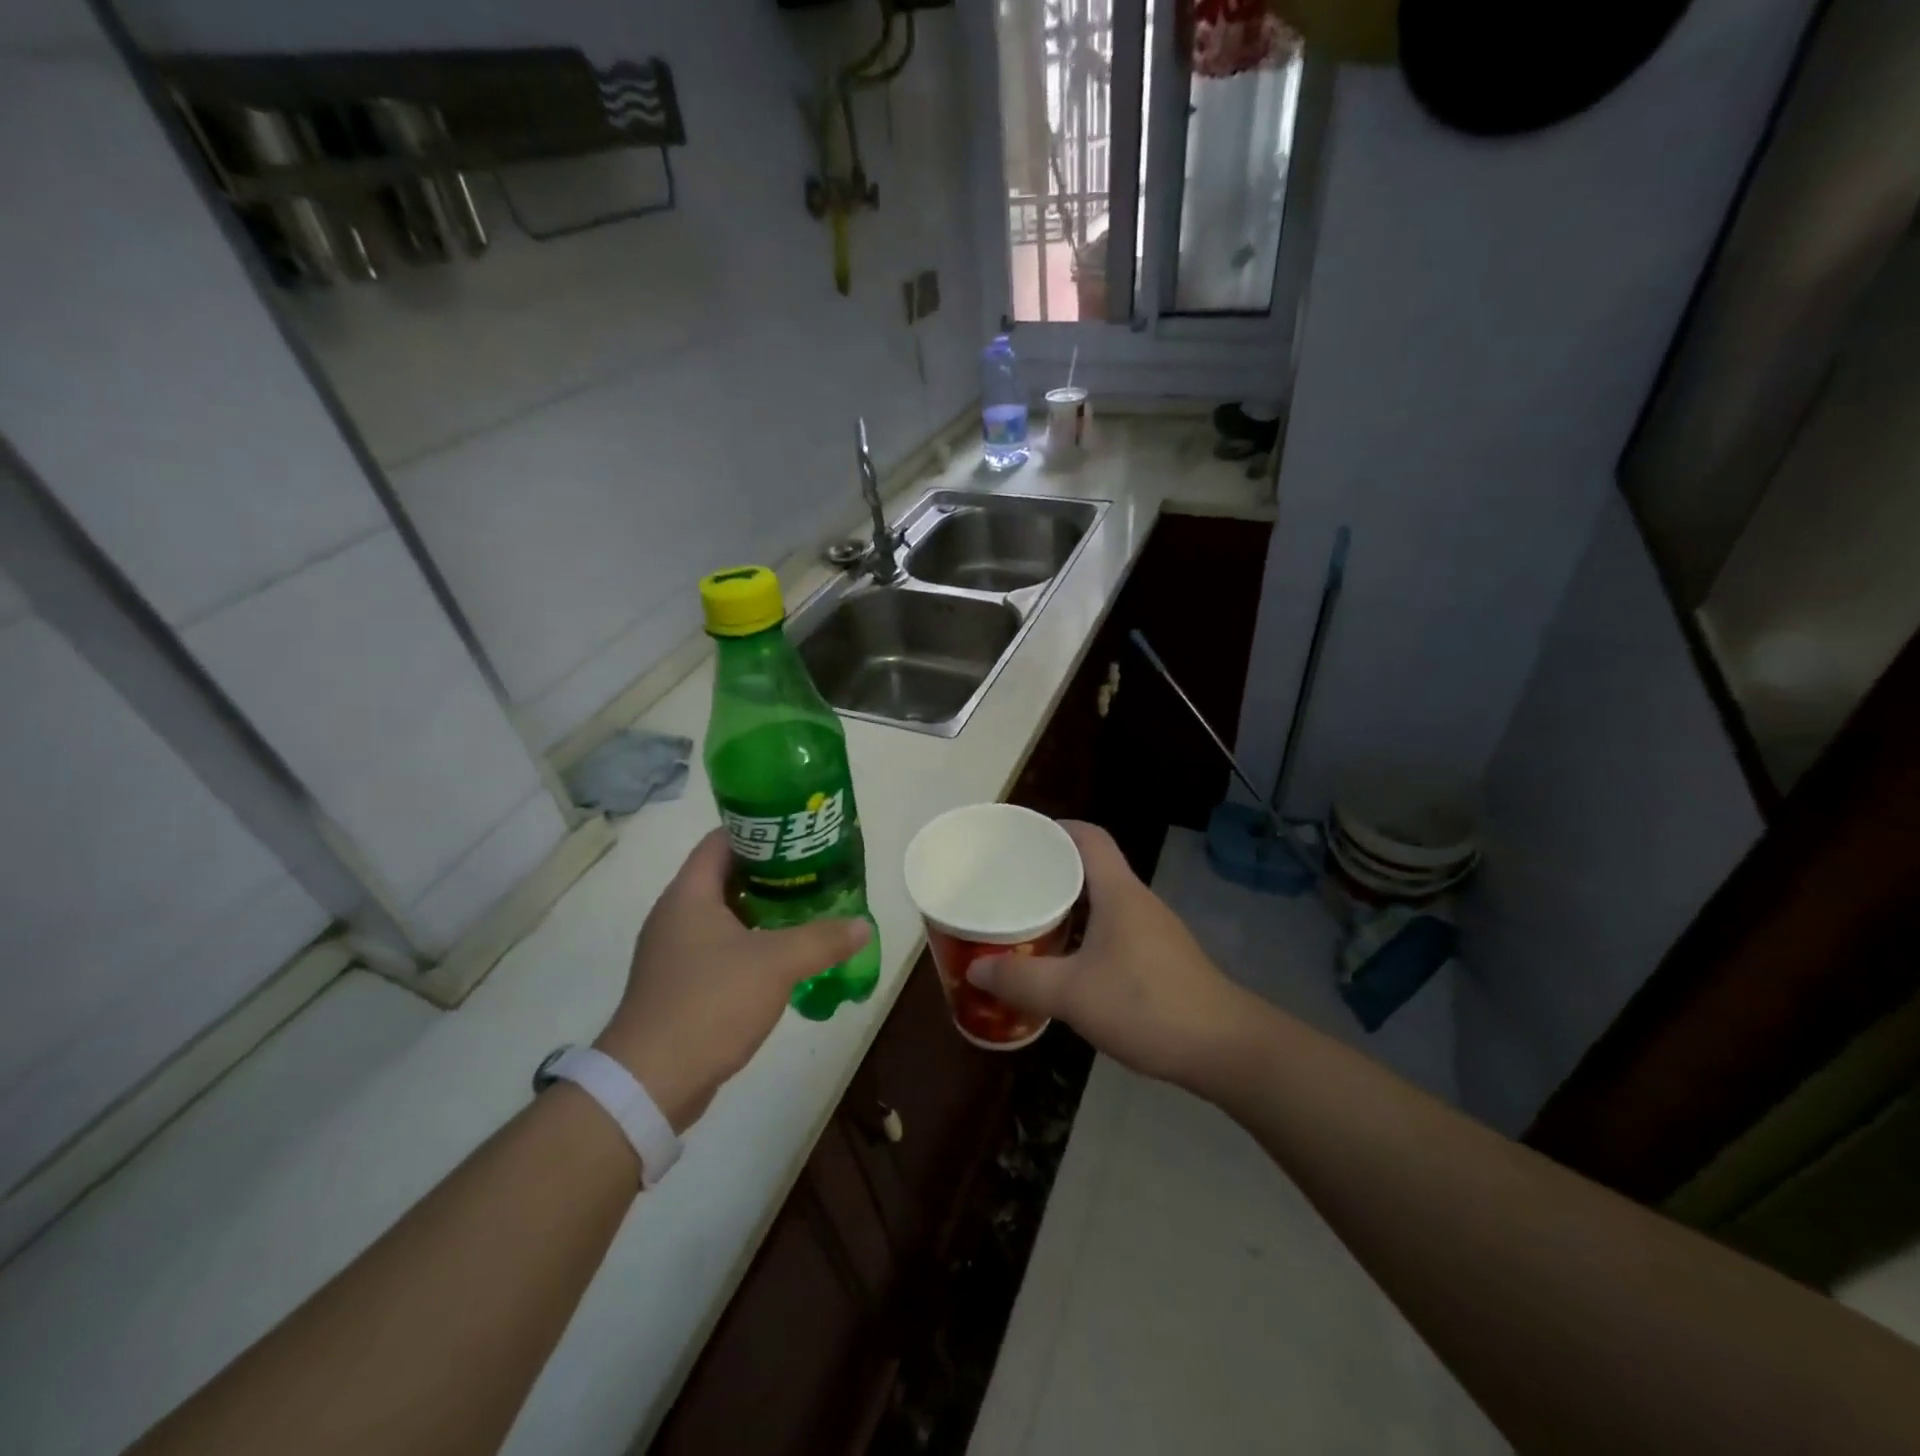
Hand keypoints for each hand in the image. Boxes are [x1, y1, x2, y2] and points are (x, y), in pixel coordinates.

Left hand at [594, 829, 869, 1130]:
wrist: (651, 1082)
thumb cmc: (710, 1003)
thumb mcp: (776, 964)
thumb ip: (822, 939)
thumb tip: (862, 925)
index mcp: (689, 894)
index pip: (722, 840)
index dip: (760, 831)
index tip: (799, 835)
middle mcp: (675, 915)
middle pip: (726, 876)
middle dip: (771, 873)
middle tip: (814, 873)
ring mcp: (673, 952)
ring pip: (724, 915)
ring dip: (763, 911)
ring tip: (807, 910)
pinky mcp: (678, 985)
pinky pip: (719, 948)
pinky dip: (750, 944)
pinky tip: (782, 957)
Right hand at [966, 821, 1245, 1087]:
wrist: (1226, 1049)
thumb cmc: (1147, 1005)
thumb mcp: (1073, 994)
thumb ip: (1022, 981)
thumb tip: (975, 970)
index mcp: (1119, 892)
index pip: (1089, 837)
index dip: (1057, 828)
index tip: (1021, 837)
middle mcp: (1138, 902)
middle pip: (1092, 868)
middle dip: (1052, 872)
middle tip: (1010, 885)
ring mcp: (1154, 932)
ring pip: (1103, 904)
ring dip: (1069, 907)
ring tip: (1029, 922)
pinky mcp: (1161, 960)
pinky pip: (1114, 932)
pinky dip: (1086, 935)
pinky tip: (1066, 965)